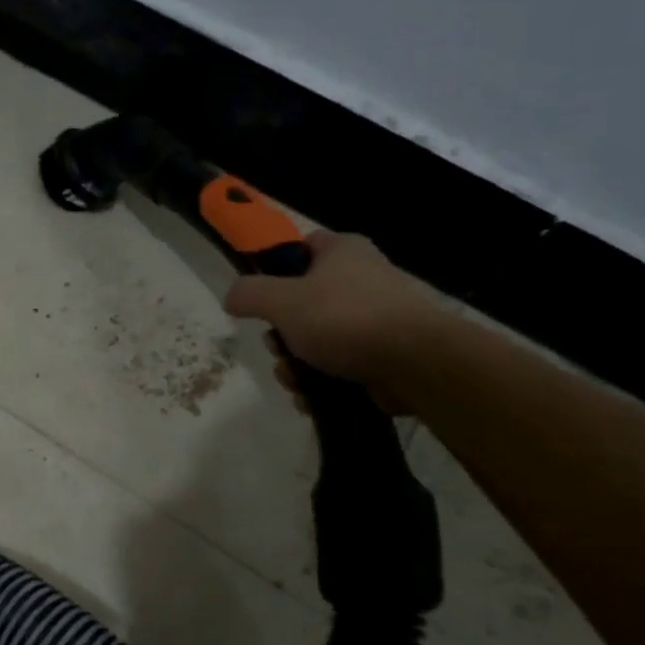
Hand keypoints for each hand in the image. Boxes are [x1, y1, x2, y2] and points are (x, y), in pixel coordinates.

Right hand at [223, 229, 445, 413]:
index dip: (275, 268)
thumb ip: (248, 294)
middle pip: (300, 303)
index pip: (300, 247)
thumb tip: (231, 298)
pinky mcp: (381, 354)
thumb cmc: (344, 319)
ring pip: (315, 339)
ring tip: (295, 382)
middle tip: (278, 348)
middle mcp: (360, 278)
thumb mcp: (281, 300)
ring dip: (294, 365)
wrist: (413, 364)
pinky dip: (319, 382)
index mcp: (342, 251)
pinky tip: (311, 398)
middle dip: (280, 335)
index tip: (260, 296)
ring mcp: (373, 318)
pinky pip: (337, 365)